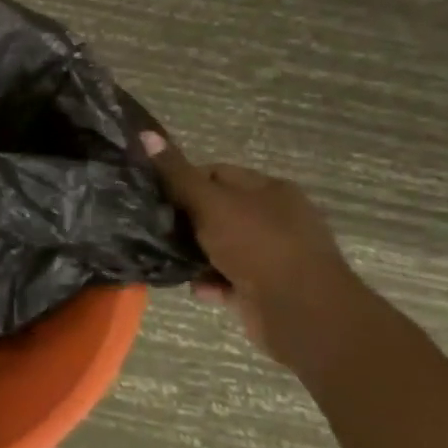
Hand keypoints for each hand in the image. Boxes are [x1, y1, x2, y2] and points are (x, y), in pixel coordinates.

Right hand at [140, 130, 366, 369]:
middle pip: (217, 210)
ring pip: (220, 246)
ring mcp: (273, 254)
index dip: (185, 181)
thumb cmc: (257, 246)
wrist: (302, 313)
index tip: (159, 197)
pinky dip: (211, 282)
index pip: (217, 173)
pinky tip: (196, 288)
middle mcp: (276, 218)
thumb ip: (177, 174)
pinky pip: (228, 278)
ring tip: (170, 259)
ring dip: (196, 255)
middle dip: (187, 222)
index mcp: (270, 190)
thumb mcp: (210, 203)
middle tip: (158, 228)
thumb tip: (145, 134)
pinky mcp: (266, 288)